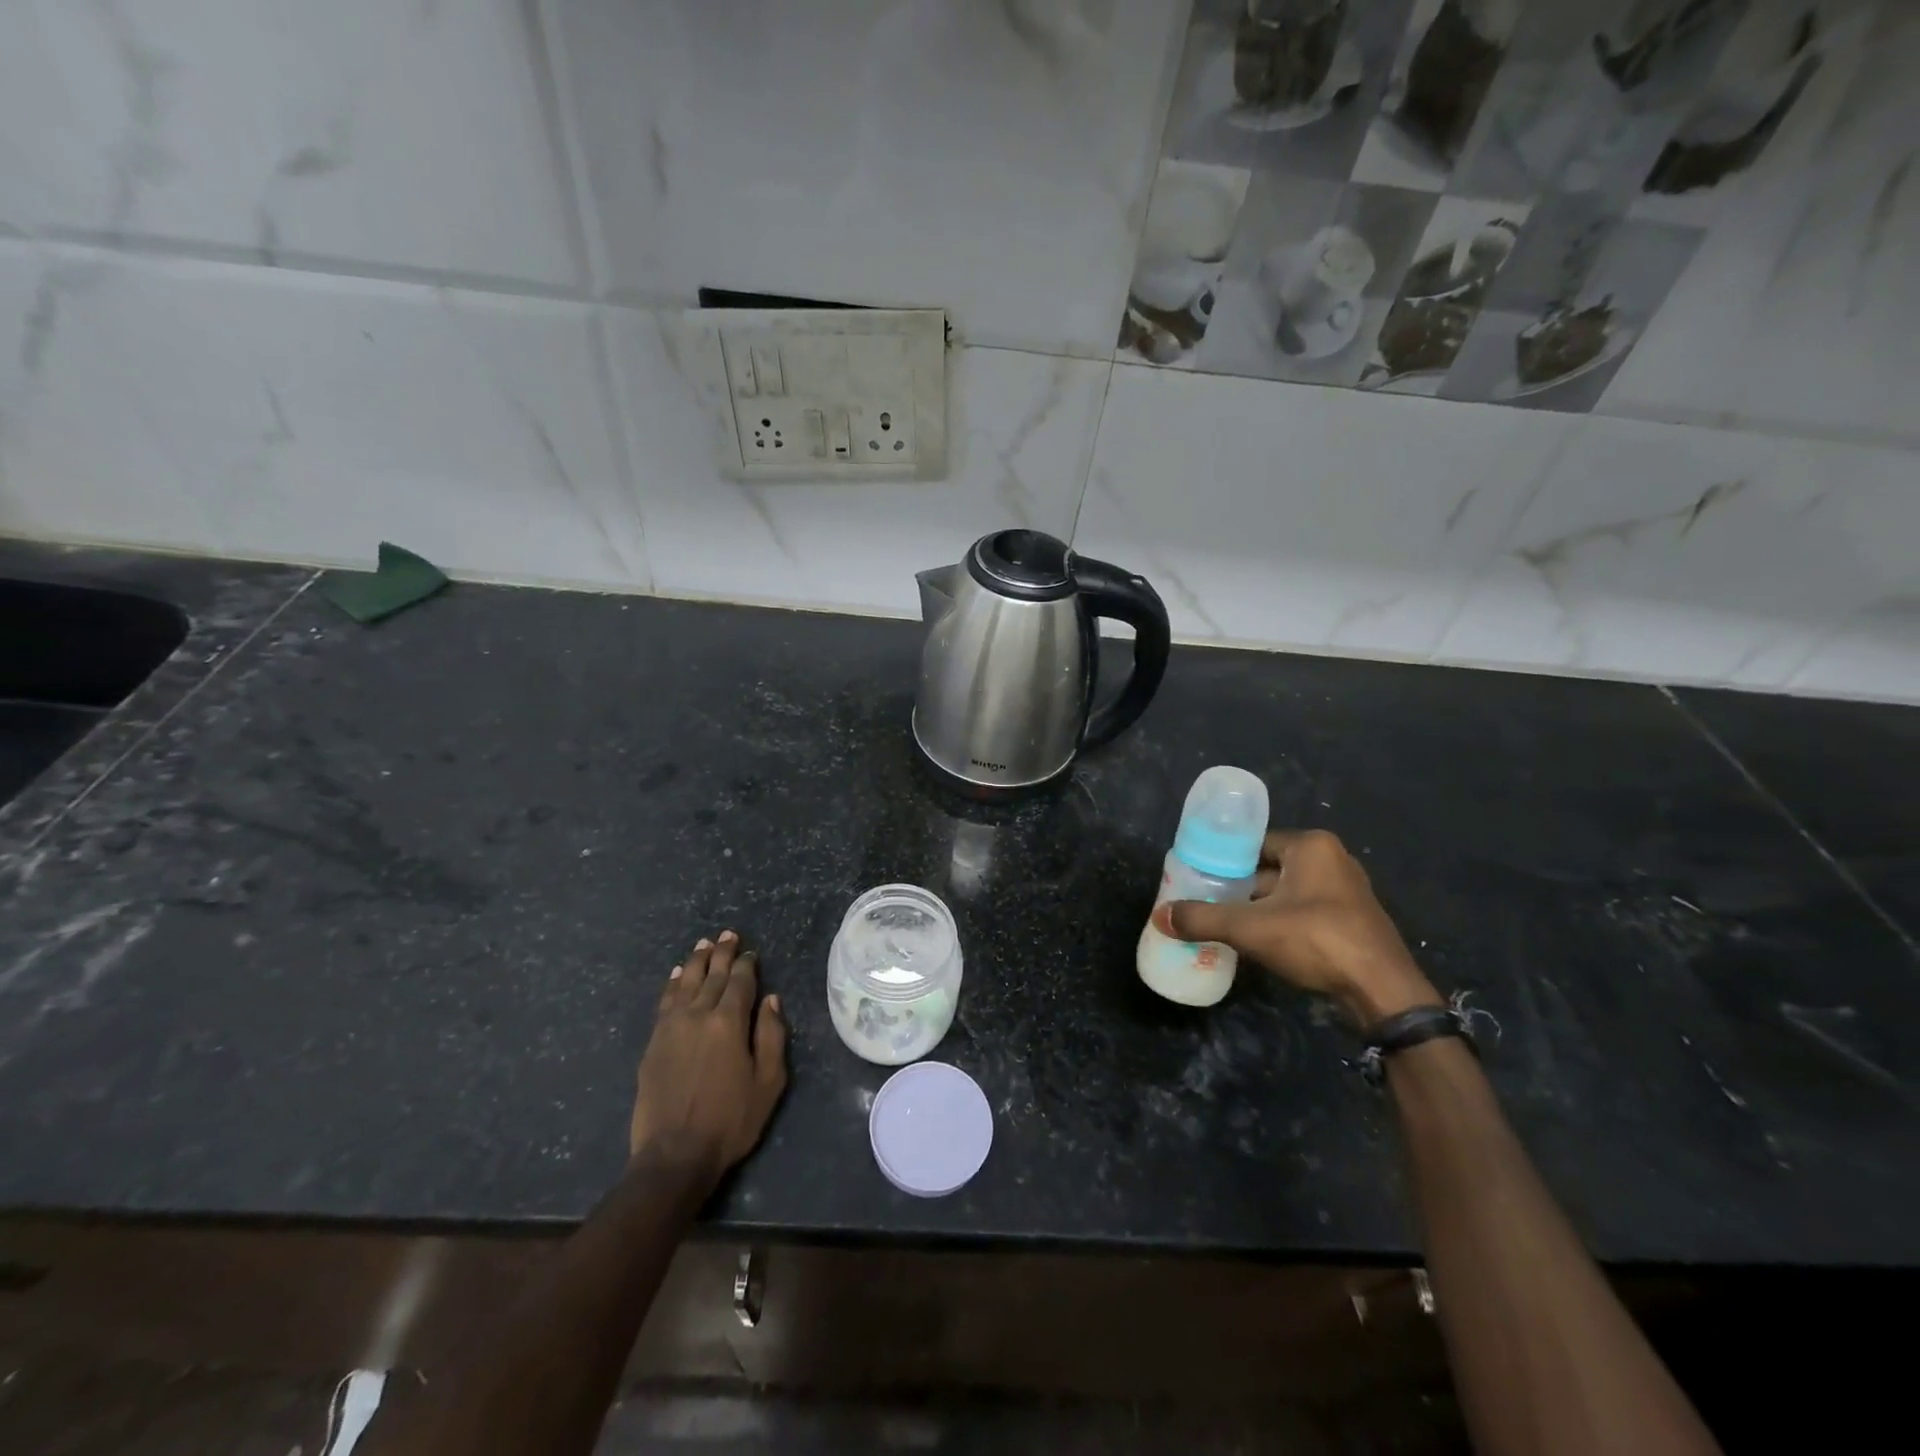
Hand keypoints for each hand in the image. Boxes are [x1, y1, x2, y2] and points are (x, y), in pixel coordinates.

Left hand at [630, 931, 788, 1184]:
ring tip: (703, 945)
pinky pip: (664, 1002)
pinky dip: (671, 984)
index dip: (746, 963)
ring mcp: (671, 1027)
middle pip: (711, 975)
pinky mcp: (653, 1043)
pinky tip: (675, 975)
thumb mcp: (768, 1081)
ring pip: (684, 982)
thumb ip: (771, 1035)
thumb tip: (770, 998)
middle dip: (721, 953)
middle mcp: (698, 1014)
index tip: (751, 952)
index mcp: (729, 1021)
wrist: (674, 1155)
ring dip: (695, 961)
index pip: (740, 981)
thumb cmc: (731, 1120)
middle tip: (728, 935)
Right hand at [1165, 829, 1437, 1024]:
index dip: (1224, 860)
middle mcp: (1332, 860)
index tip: (1199, 878)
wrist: (1383, 992)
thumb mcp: (1251, 928)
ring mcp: (1346, 892)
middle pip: (1269, 869)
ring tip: (1225, 924)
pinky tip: (1259, 943)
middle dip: (1239, 888)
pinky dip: (1281, 923)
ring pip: (1287, 893)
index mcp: (1311, 846)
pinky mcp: (1353, 921)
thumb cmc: (1317, 940)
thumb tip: (1160, 917)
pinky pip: (1305, 912)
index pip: (1255, 844)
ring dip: (1259, 908)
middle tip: (1206, 902)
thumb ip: (1203, 919)